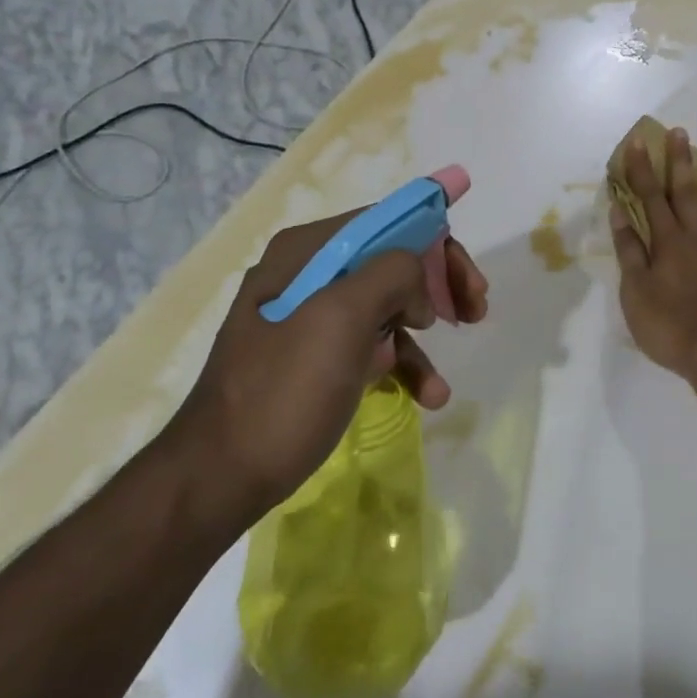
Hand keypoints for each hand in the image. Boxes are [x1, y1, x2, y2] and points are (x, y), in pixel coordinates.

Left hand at [171, 200, 488, 524]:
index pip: (389, 222)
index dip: (437, 241)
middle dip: (438, 286)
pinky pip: (374, 345)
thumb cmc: (284, 390)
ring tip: (442, 379)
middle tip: (474, 311)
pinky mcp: (318, 357)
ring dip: (426, 335)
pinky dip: (404, 365)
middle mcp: (311, 274)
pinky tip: (427, 395)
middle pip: (395, 262)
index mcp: (310, 251)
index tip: (470, 280)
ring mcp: (313, 317)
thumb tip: (417, 282)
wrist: (222, 475)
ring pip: (390, 305)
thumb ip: (391, 273)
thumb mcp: (341, 318)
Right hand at [610, 127, 696, 382]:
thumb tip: (620, 212)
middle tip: (680, 132)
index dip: (642, 170)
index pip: (650, 198)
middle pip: (688, 194)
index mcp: (668, 243)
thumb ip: (629, 251)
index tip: (639, 142)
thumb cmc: (670, 328)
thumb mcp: (635, 293)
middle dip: (680, 162)